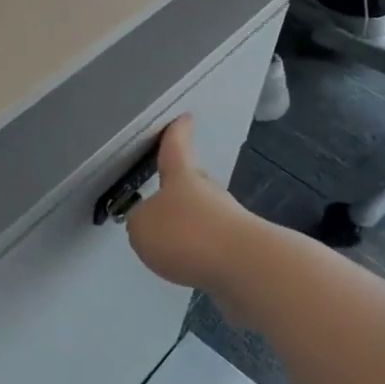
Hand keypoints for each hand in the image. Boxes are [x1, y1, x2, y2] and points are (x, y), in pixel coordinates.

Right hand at [124, 116, 254, 294]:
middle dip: (179, 185)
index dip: (177, 131)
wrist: (244, 266)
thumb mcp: (142, 226)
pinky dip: (197, 250)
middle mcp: (207, 191)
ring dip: (187, 222)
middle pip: (191, 181)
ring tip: (167, 240)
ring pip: (201, 213)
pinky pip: (209, 242)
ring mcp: (227, 219)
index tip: (185, 116)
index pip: (176, 146)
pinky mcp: (237, 249)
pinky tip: (187, 265)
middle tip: (163, 191)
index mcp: (182, 176)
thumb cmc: (186, 234)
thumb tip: (150, 224)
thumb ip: (140, 222)